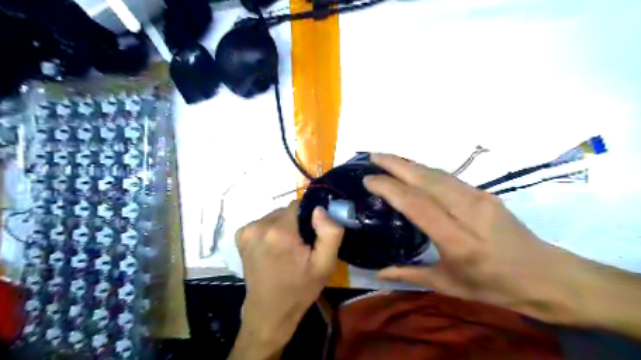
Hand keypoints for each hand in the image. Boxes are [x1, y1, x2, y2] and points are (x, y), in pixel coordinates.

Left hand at [234, 201, 344, 354]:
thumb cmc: (300, 288)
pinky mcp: (240, 236)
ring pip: (275, 216)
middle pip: (287, 210)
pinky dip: (271, 231)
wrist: (269, 311)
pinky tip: (273, 249)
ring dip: (284, 227)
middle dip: (296, 223)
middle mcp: (259, 225)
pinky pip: (263, 223)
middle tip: (301, 246)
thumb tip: (319, 209)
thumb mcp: (325, 264)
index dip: (309, 218)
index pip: (299, 205)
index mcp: (280, 231)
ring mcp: (247, 230)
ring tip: (286, 250)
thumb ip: (330, 233)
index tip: (311, 235)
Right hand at [366, 153, 595, 324]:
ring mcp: (480, 199)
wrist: (547, 276)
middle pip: (426, 180)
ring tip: (387, 158)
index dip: (390, 188)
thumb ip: (410, 275)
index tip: (368, 180)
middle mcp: (469, 212)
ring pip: (438, 174)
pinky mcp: (486, 193)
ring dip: (410, 163)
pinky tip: (413, 169)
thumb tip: (379, 272)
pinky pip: (449, 177)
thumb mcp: (449, 285)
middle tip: (372, 155)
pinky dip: (426, 169)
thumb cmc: (495, 287)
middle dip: (396, 164)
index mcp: (458, 241)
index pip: (417, 205)